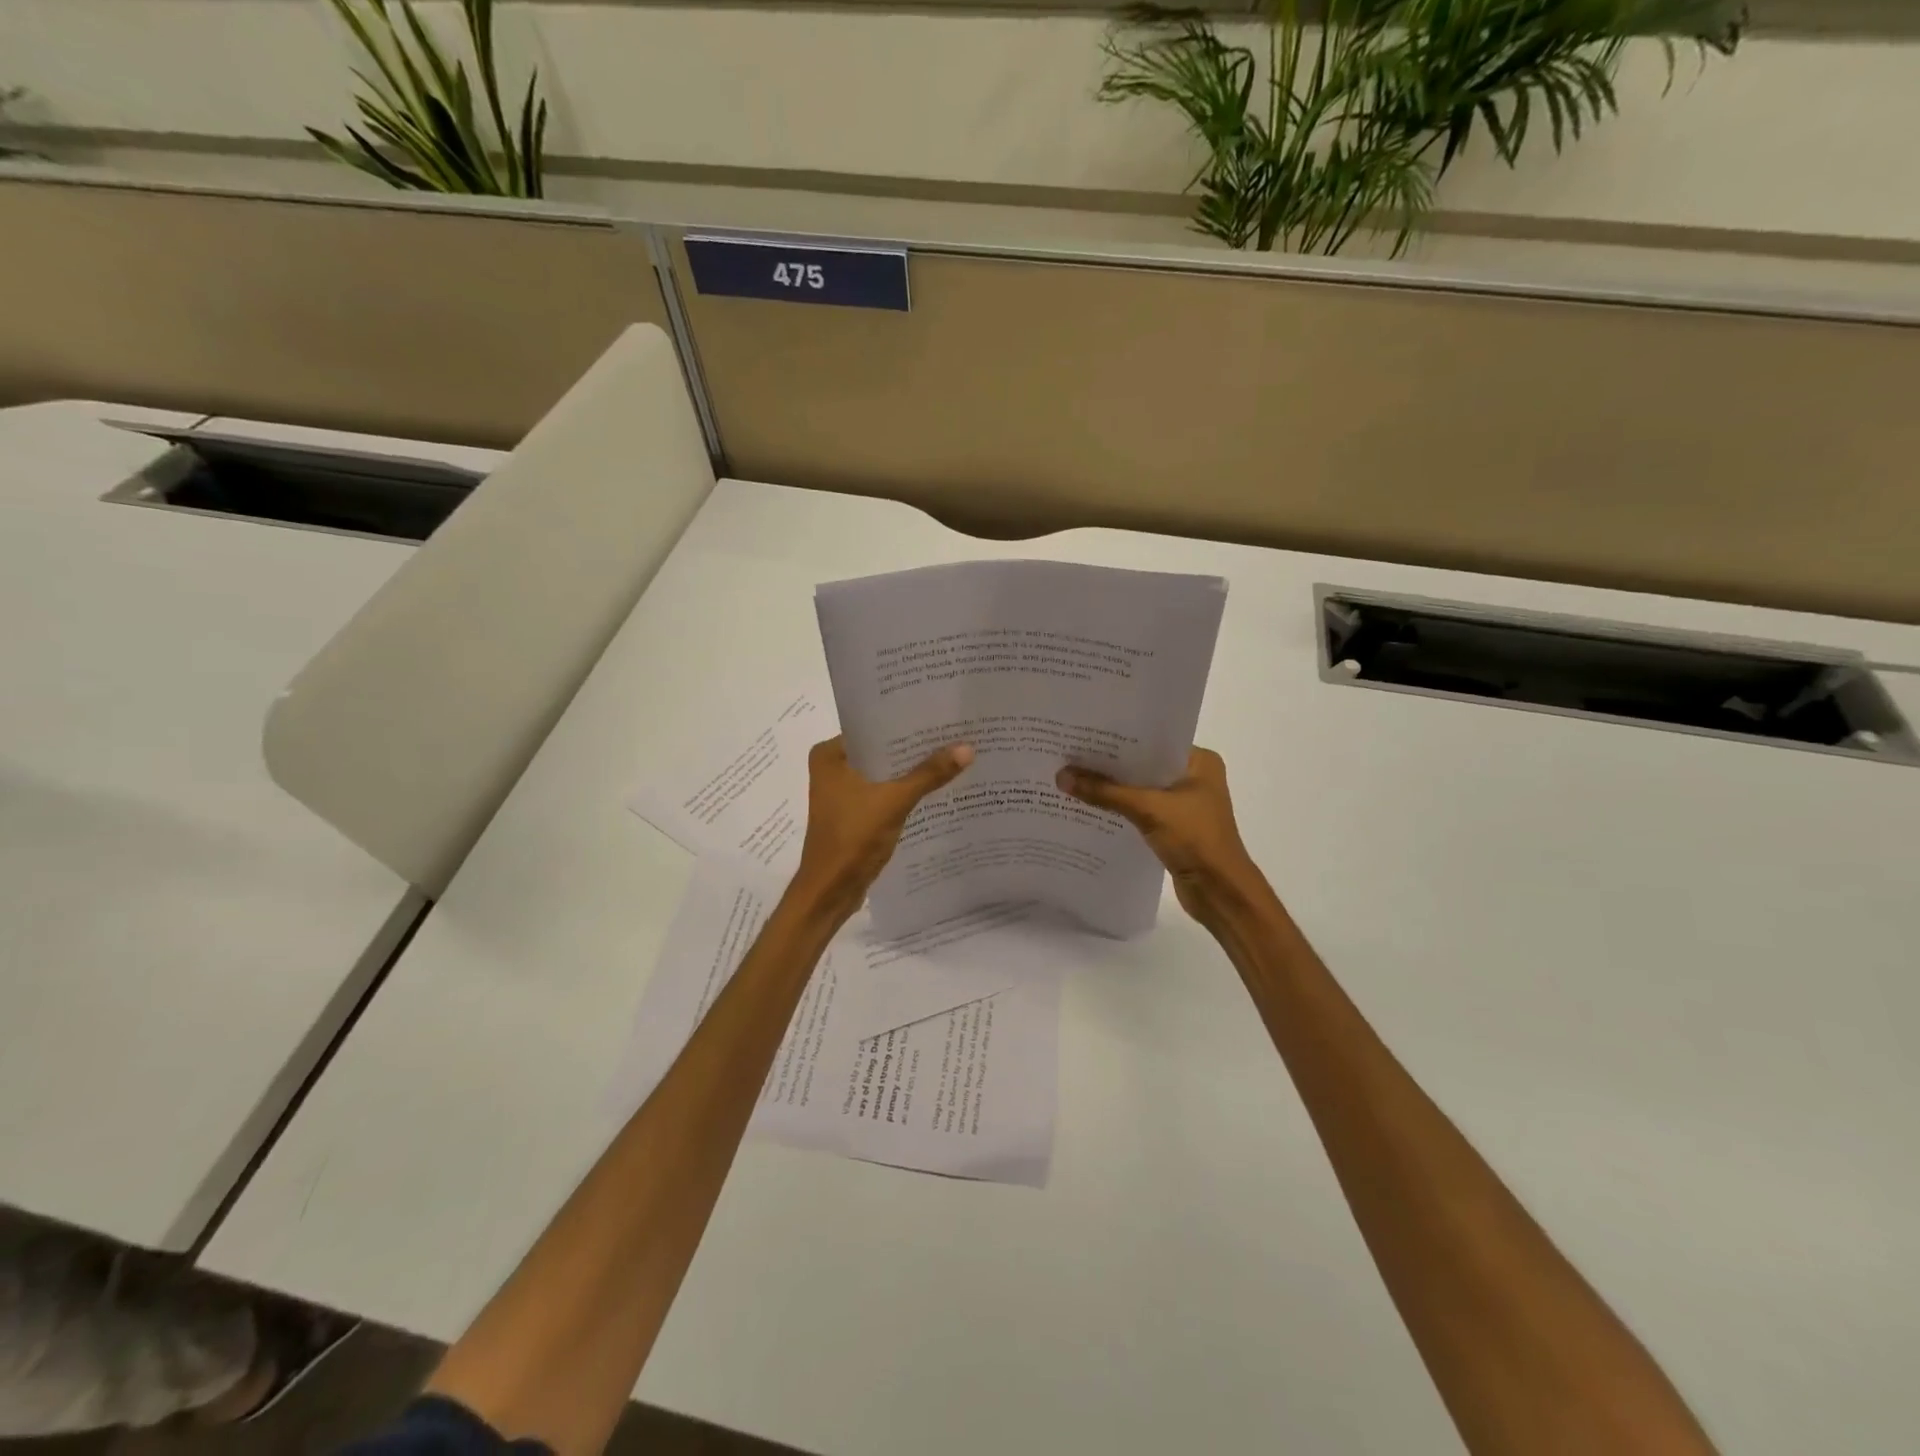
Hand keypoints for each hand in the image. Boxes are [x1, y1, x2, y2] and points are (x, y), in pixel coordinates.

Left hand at [791, 736, 973, 920]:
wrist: (830, 892)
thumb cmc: (852, 839)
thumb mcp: (894, 801)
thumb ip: (929, 774)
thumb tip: (967, 748)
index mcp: (830, 754)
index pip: (873, 727)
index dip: (906, 722)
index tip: (940, 714)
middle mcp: (833, 768)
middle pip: (882, 750)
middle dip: (914, 748)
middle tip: (954, 733)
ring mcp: (843, 793)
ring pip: (885, 773)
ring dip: (912, 771)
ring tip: (952, 756)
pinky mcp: (854, 814)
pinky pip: (885, 794)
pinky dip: (905, 792)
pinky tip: (937, 788)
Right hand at [1056, 748, 1263, 921]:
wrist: (1221, 892)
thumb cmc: (1196, 839)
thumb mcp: (1148, 809)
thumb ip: (1105, 792)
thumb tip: (1061, 775)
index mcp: (1199, 761)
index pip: (1152, 739)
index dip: (1119, 737)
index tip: (1084, 732)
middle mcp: (1194, 776)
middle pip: (1143, 764)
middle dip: (1110, 763)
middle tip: (1070, 753)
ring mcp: (1184, 803)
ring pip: (1140, 788)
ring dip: (1112, 787)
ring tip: (1072, 776)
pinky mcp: (1174, 827)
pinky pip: (1140, 809)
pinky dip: (1119, 807)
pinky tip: (1090, 805)